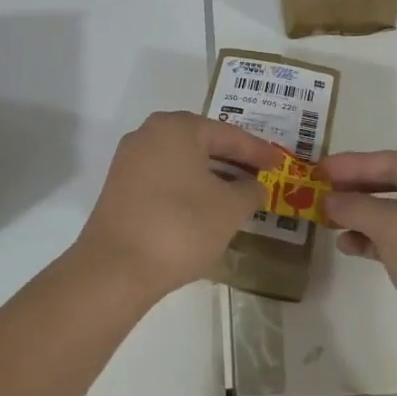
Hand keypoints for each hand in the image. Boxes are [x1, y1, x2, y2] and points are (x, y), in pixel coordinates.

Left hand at [73, 111, 276, 303]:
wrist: (116, 268)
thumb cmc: (181, 226)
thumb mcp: (230, 208)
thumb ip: (250, 190)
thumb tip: (253, 186)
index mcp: (176, 127)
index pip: (228, 134)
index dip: (258, 151)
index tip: (280, 164)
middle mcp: (148, 134)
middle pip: (201, 143)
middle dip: (232, 160)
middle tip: (260, 175)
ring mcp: (129, 162)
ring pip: (182, 162)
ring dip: (211, 175)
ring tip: (238, 194)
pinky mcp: (119, 189)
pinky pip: (164, 179)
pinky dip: (188, 188)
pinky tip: (205, 208)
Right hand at [323, 150, 396, 379]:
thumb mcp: (394, 225)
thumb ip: (356, 206)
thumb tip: (328, 200)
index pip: (396, 162)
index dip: (355, 164)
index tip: (319, 168)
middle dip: (357, 190)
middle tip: (320, 191)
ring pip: (396, 217)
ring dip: (361, 217)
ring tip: (328, 220)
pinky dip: (373, 242)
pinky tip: (348, 246)